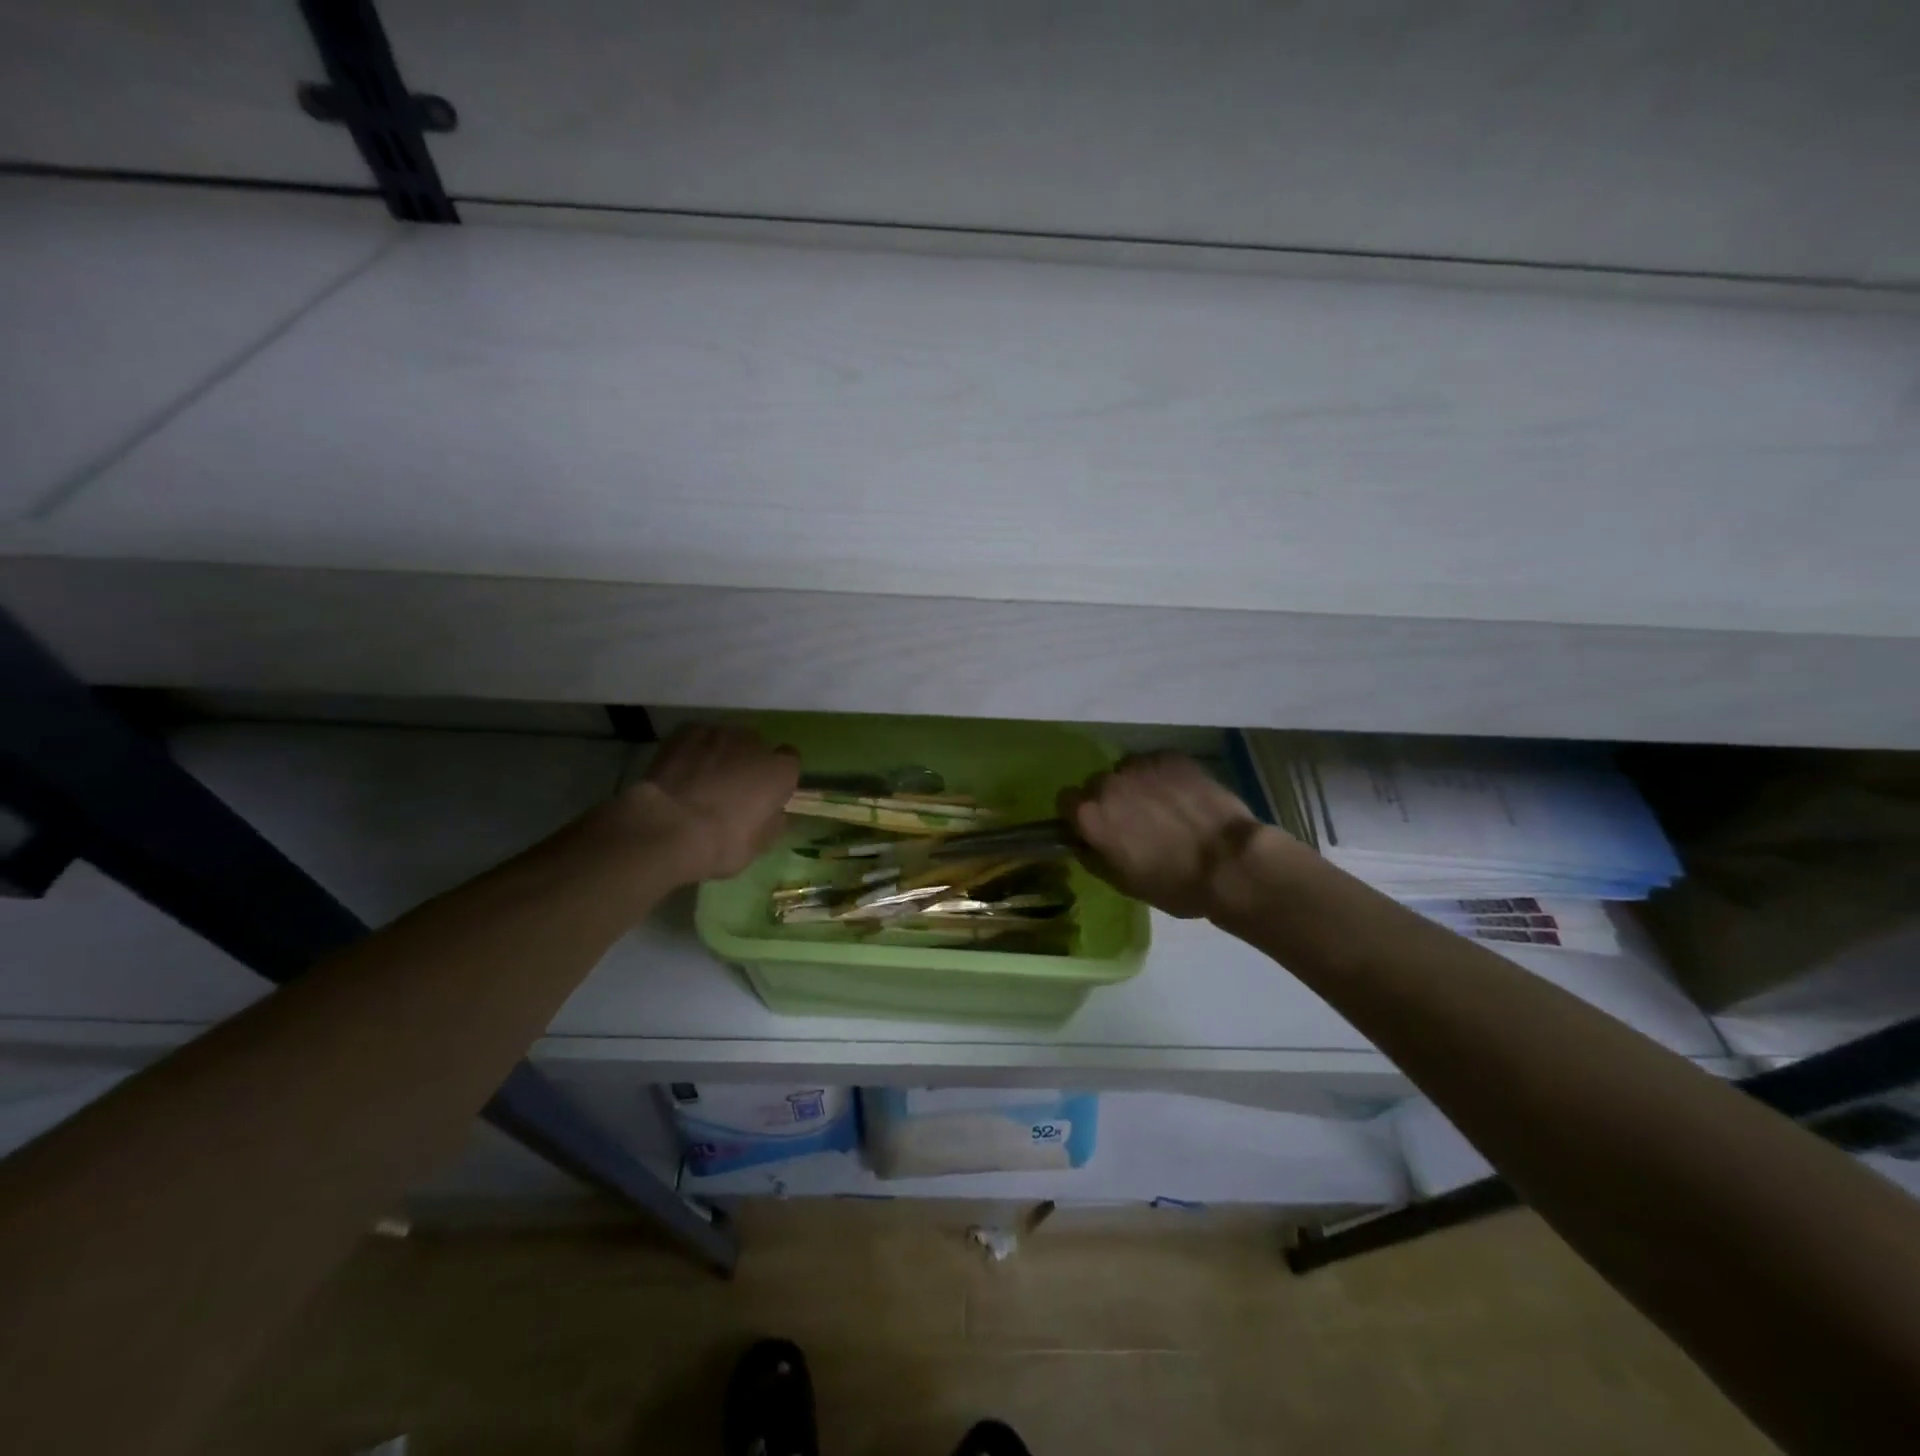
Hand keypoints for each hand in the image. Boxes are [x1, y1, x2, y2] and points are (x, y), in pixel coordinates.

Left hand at [617, 724, 798, 884]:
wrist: (666, 828)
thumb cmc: (721, 843)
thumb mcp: (758, 845)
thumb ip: (772, 822)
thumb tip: (774, 813)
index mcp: (780, 770)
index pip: (790, 760)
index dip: (778, 776)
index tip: (766, 793)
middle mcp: (755, 743)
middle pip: (757, 746)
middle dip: (747, 762)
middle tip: (731, 789)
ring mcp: (718, 733)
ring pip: (725, 740)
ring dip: (720, 754)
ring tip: (701, 779)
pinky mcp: (685, 732)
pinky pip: (696, 738)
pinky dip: (693, 750)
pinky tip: (681, 770)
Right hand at [1060, 752, 1263, 918]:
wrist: (1230, 863)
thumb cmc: (1173, 883)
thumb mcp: (1122, 882)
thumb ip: (1093, 855)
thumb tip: (1085, 842)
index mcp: (1090, 814)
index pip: (1066, 801)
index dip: (1080, 816)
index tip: (1097, 829)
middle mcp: (1108, 782)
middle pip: (1098, 784)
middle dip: (1111, 800)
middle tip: (1134, 822)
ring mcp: (1142, 765)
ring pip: (1128, 771)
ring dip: (1137, 786)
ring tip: (1163, 808)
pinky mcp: (1172, 757)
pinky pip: (1157, 764)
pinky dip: (1163, 777)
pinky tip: (1183, 797)